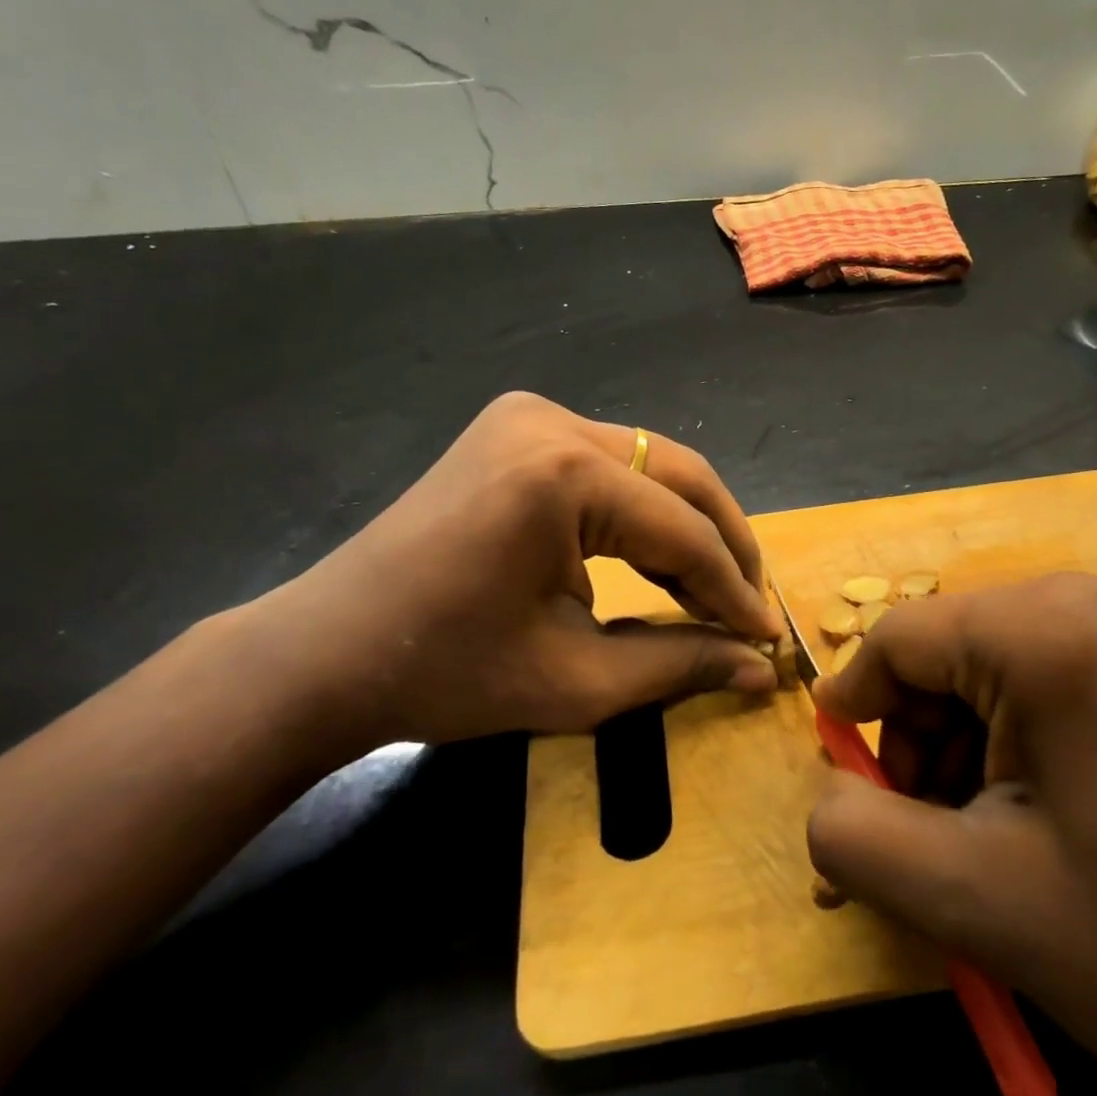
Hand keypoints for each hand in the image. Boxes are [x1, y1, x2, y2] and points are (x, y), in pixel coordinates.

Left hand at [244, 392, 783, 746]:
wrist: (328, 651)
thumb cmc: (446, 674)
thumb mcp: (577, 680)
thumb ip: (681, 664)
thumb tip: (762, 668)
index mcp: (561, 475)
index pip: (680, 531)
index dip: (732, 589)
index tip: (767, 637)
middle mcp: (552, 421)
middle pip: (678, 475)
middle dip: (724, 543)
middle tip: (750, 605)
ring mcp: (529, 415)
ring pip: (649, 464)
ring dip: (687, 525)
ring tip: (714, 589)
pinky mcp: (516, 427)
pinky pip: (609, 464)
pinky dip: (641, 511)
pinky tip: (657, 558)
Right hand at [805, 572, 1096, 1095]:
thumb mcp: (984, 906)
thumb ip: (861, 839)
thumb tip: (824, 796)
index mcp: (1058, 630)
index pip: (902, 638)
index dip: (857, 708)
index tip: (848, 779)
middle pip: (956, 649)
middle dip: (923, 739)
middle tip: (933, 835)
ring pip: (1006, 663)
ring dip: (974, 743)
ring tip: (996, 838)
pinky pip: (1064, 673)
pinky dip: (1031, 736)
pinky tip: (1057, 814)